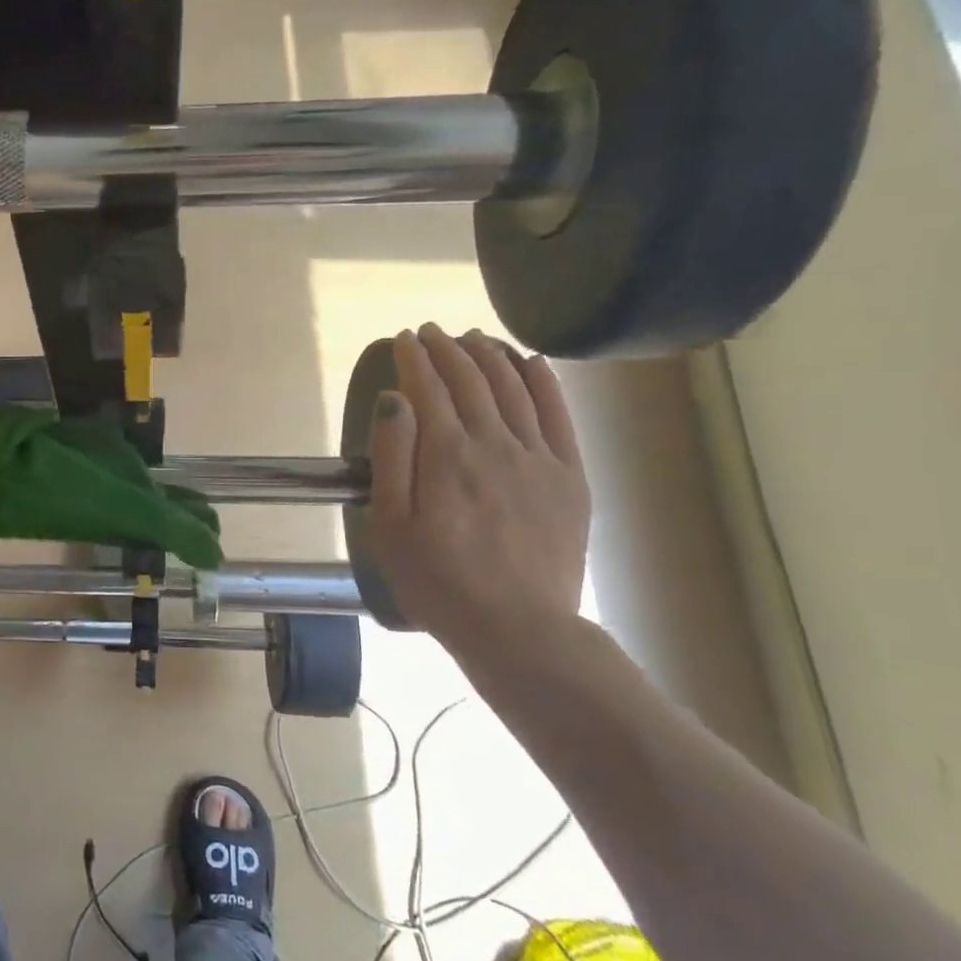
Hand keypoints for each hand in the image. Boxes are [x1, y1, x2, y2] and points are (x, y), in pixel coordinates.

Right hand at [365, 325, 589, 654]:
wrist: (518, 628)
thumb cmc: (437, 581)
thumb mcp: (390, 526)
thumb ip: (392, 457)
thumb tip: (396, 399)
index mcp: (447, 456)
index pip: (428, 389)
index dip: (414, 358)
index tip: (404, 338)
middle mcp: (495, 444)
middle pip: (471, 381)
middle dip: (448, 349)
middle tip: (432, 332)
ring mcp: (539, 459)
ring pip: (515, 389)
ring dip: (491, 356)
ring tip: (474, 338)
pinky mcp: (570, 478)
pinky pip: (559, 417)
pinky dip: (544, 383)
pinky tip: (532, 363)